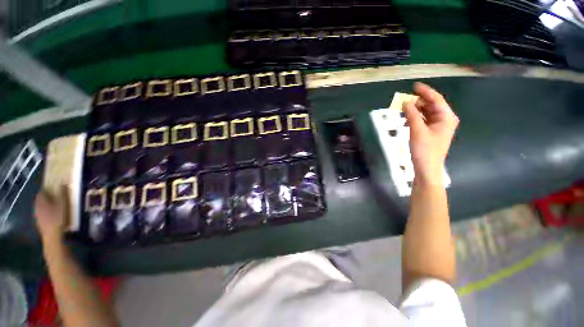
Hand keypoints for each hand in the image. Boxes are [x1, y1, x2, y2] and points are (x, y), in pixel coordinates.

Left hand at [35, 187, 67, 242]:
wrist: (53, 236)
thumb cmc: (58, 218)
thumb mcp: (62, 204)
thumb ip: (62, 194)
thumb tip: (63, 183)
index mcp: (41, 202)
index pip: (41, 193)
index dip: (46, 190)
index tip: (53, 189)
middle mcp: (37, 208)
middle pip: (40, 202)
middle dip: (46, 199)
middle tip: (55, 198)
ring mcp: (38, 218)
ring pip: (41, 209)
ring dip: (47, 207)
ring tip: (55, 208)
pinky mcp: (41, 224)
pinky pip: (43, 216)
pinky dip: (47, 215)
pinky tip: (53, 217)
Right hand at [403, 82, 458, 184]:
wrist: (427, 168)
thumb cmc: (425, 150)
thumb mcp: (417, 130)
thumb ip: (411, 114)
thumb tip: (405, 101)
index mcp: (446, 117)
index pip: (436, 99)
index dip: (425, 91)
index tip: (414, 85)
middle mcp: (444, 119)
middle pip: (431, 105)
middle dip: (418, 102)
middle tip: (403, 100)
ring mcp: (438, 126)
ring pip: (426, 113)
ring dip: (415, 111)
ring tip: (403, 109)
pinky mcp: (431, 132)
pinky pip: (423, 120)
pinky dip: (415, 118)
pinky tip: (406, 120)